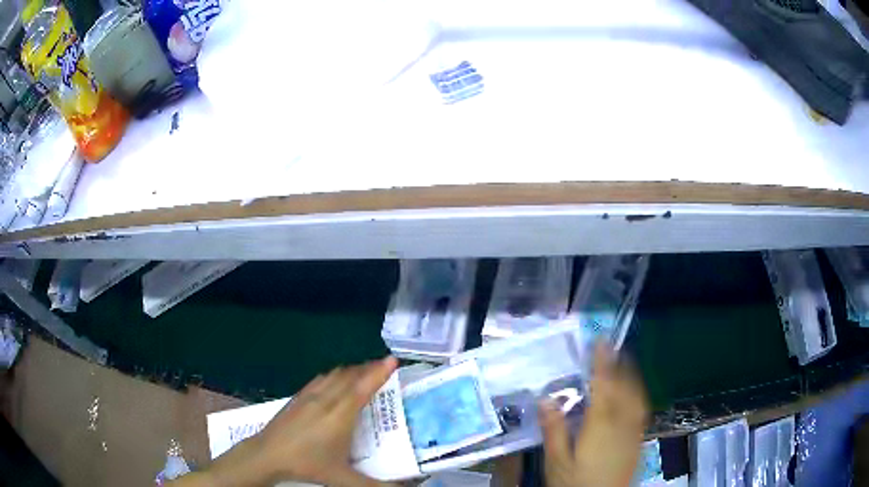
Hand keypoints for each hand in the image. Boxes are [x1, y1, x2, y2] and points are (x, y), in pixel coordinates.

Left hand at [256, 356, 397, 485]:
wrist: (268, 454)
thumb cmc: (307, 464)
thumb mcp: (342, 479)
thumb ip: (373, 486)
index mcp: (340, 415)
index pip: (363, 387)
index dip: (379, 372)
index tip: (392, 359)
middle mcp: (326, 399)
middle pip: (350, 376)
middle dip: (369, 368)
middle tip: (384, 366)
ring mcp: (309, 396)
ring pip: (335, 374)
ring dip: (352, 370)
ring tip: (364, 372)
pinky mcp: (297, 397)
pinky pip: (321, 378)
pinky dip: (335, 374)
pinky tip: (334, 380)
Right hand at [539, 345, 648, 486]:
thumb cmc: (576, 484)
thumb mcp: (556, 462)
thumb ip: (554, 430)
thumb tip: (546, 399)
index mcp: (600, 425)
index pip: (603, 386)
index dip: (602, 362)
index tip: (601, 341)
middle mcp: (623, 423)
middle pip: (625, 386)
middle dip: (620, 364)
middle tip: (611, 348)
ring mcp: (634, 432)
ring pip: (637, 395)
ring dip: (632, 376)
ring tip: (624, 363)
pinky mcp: (639, 441)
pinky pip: (642, 409)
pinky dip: (638, 393)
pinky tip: (633, 395)